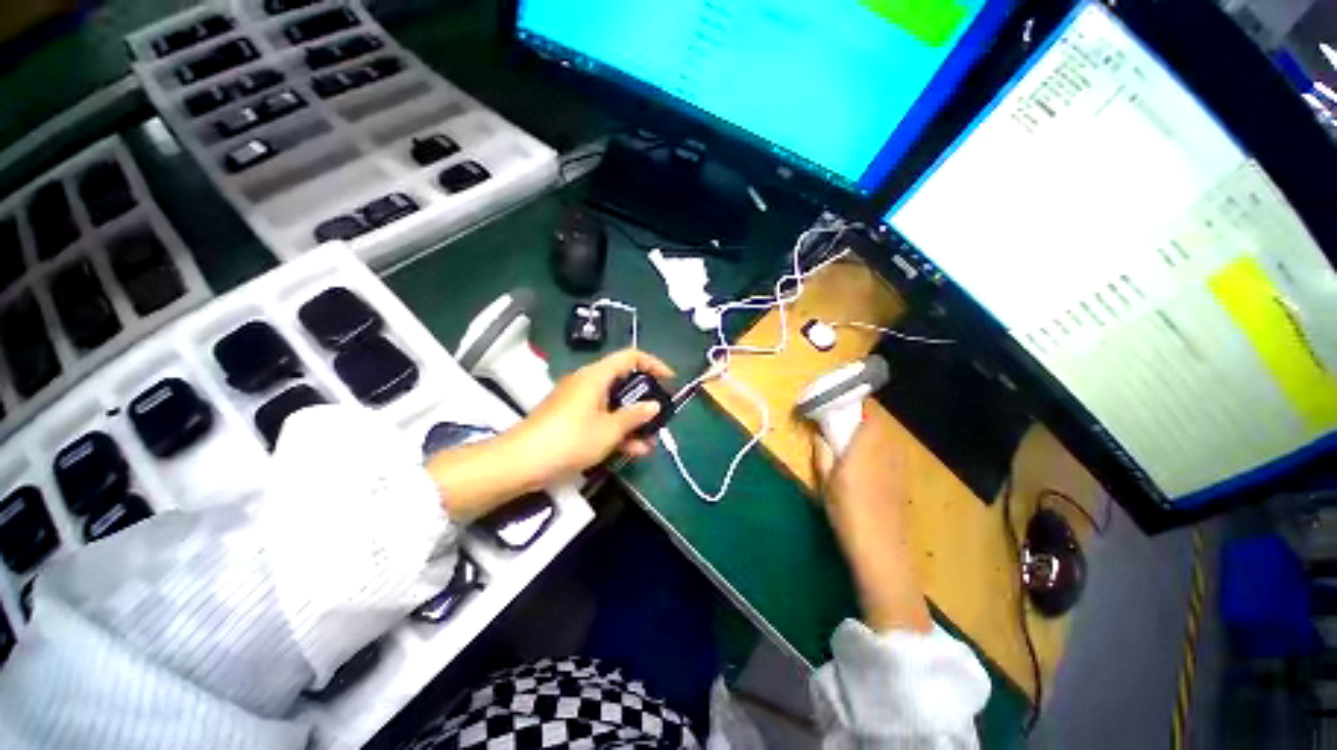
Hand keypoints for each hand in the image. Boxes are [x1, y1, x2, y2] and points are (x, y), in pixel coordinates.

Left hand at [428, 349, 672, 520]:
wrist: (522, 462)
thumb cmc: (571, 439)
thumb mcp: (610, 429)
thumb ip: (635, 416)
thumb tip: (654, 405)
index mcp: (596, 375)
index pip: (631, 356)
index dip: (654, 364)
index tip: (670, 381)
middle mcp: (587, 382)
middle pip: (623, 381)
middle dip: (645, 401)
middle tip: (660, 418)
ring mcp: (577, 400)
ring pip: (613, 403)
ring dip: (632, 420)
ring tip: (649, 442)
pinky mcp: (570, 417)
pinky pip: (600, 416)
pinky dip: (616, 428)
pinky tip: (631, 450)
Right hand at [813, 406, 931, 633]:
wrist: (882, 551)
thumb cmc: (847, 513)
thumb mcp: (826, 482)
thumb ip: (823, 453)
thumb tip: (819, 434)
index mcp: (866, 446)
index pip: (867, 412)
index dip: (854, 403)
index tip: (838, 403)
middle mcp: (887, 450)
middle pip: (879, 423)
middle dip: (861, 418)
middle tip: (841, 424)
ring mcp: (900, 465)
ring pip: (888, 438)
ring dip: (872, 433)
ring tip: (853, 442)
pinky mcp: (904, 480)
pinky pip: (892, 454)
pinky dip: (880, 450)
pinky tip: (869, 466)